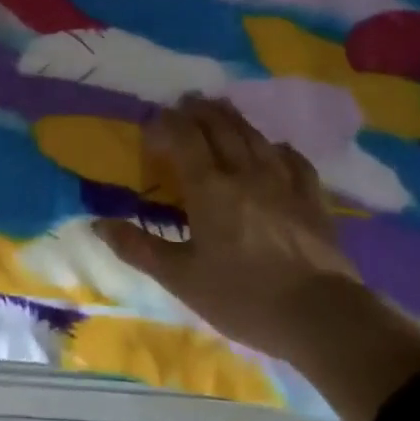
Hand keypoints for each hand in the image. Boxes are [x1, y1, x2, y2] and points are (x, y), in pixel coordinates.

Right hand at [95, 95, 358, 360]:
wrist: (321, 317)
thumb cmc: (243, 297)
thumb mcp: (182, 279)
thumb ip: (139, 248)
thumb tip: (98, 224)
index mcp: (209, 188)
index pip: (184, 137)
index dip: (166, 124)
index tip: (152, 124)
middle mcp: (244, 173)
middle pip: (220, 127)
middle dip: (198, 111)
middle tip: (184, 102)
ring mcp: (282, 182)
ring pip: (254, 136)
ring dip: (232, 118)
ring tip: (219, 108)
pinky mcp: (311, 198)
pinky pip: (293, 160)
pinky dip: (276, 147)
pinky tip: (273, 148)